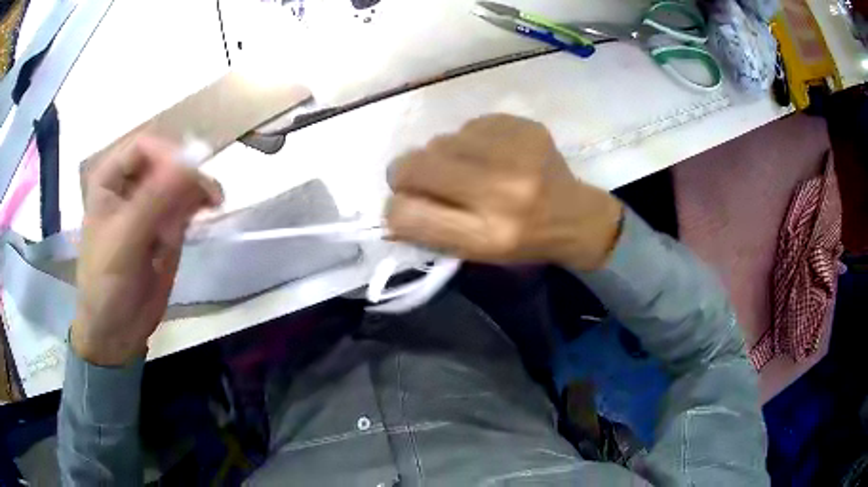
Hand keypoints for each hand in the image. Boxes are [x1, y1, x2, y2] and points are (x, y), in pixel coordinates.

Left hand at [71, 136, 222, 365]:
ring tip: (214, 202)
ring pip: (180, 181)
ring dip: (197, 190)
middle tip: (210, 193)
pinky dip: (199, 203)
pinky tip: (210, 207)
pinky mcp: (165, 226)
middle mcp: (130, 185)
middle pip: (166, 161)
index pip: (144, 147)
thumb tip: (192, 160)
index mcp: (110, 179)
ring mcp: (149, 205)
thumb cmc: (107, 281)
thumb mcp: (126, 239)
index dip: (168, 154)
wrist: (116, 329)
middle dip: (187, 175)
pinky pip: (186, 203)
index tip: (190, 176)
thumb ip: (155, 199)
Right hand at [386, 114, 622, 269]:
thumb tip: (391, 204)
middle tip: (421, 177)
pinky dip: (471, 139)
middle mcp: (501, 194)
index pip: (406, 214)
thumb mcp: (476, 252)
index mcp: (486, 237)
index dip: (395, 208)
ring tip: (469, 168)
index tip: (403, 204)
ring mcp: (516, 155)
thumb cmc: (524, 242)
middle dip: (406, 172)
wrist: (576, 217)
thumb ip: (430, 230)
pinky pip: (470, 124)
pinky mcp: (526, 128)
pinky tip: (492, 153)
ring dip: (444, 155)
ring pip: (440, 140)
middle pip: (414, 165)